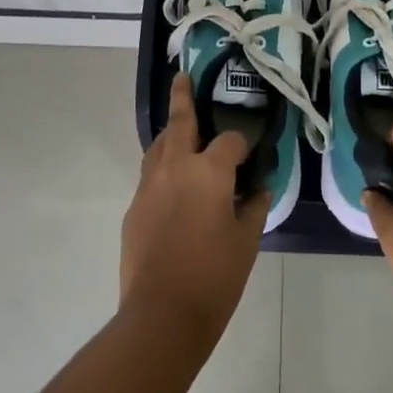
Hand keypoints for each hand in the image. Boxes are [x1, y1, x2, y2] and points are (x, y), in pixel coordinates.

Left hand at [120, 74, 266, 342]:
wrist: (162, 314)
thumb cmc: (214, 276)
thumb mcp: (247, 240)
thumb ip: (254, 207)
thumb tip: (259, 188)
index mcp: (208, 171)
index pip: (230, 141)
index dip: (244, 145)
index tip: (252, 155)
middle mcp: (175, 167)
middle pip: (179, 122)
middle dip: (182, 97)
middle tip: (183, 77)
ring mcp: (149, 186)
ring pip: (158, 146)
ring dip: (171, 133)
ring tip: (180, 128)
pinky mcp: (133, 207)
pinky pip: (150, 175)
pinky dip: (163, 167)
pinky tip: (173, 184)